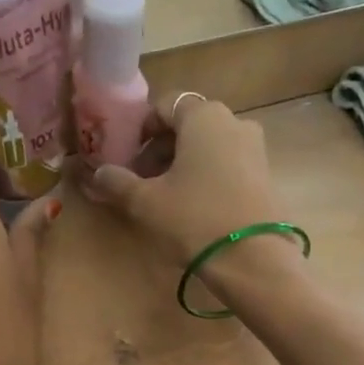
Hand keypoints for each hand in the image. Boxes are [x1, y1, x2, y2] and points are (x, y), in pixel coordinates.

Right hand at [80, 94, 304, 308]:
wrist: (253, 259)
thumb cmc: (194, 219)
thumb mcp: (145, 202)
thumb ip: (117, 182)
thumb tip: (98, 174)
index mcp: (204, 116)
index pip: (165, 106)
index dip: (141, 131)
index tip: (128, 159)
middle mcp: (234, 122)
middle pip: (188, 126)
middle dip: (160, 150)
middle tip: (141, 182)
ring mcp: (255, 149)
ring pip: (208, 147)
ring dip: (183, 165)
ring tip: (165, 198)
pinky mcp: (266, 176)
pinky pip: (227, 165)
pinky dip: (206, 177)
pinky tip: (194, 208)